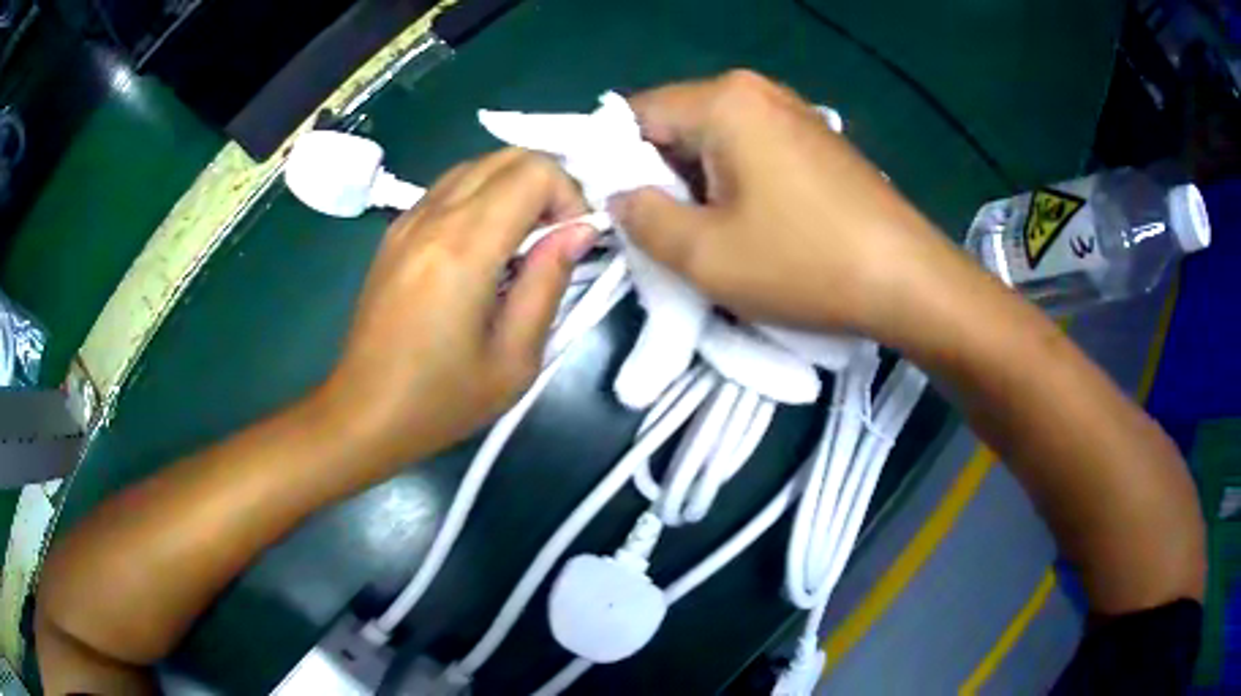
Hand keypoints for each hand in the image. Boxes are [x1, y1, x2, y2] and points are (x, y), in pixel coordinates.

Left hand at [319, 148, 595, 470]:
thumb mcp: (514, 359)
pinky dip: (483, 197)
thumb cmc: (440, 400)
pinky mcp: (395, 231)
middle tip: (555, 238)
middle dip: (547, 184)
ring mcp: (407, 219)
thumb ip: (548, 283)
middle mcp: (432, 217)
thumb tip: (578, 231)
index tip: (572, 243)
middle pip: (507, 155)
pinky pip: (450, 187)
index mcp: (463, 247)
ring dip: (514, 188)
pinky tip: (485, 247)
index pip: (533, 171)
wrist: (362, 413)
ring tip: (523, 242)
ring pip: (478, 164)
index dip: (569, 196)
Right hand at [608, 71, 967, 339]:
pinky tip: (754, 224)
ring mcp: (791, 110)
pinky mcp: (814, 138)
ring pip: (712, 140)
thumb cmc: (805, 263)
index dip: (614, 164)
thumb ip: (640, 217)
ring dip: (698, 184)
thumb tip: (621, 195)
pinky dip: (734, 182)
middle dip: (660, 177)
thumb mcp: (703, 254)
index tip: (623, 215)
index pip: (633, 116)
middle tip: (668, 233)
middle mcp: (755, 89)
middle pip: (675, 124)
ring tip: (713, 235)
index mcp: (722, 100)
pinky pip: (750, 149)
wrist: (909, 281)